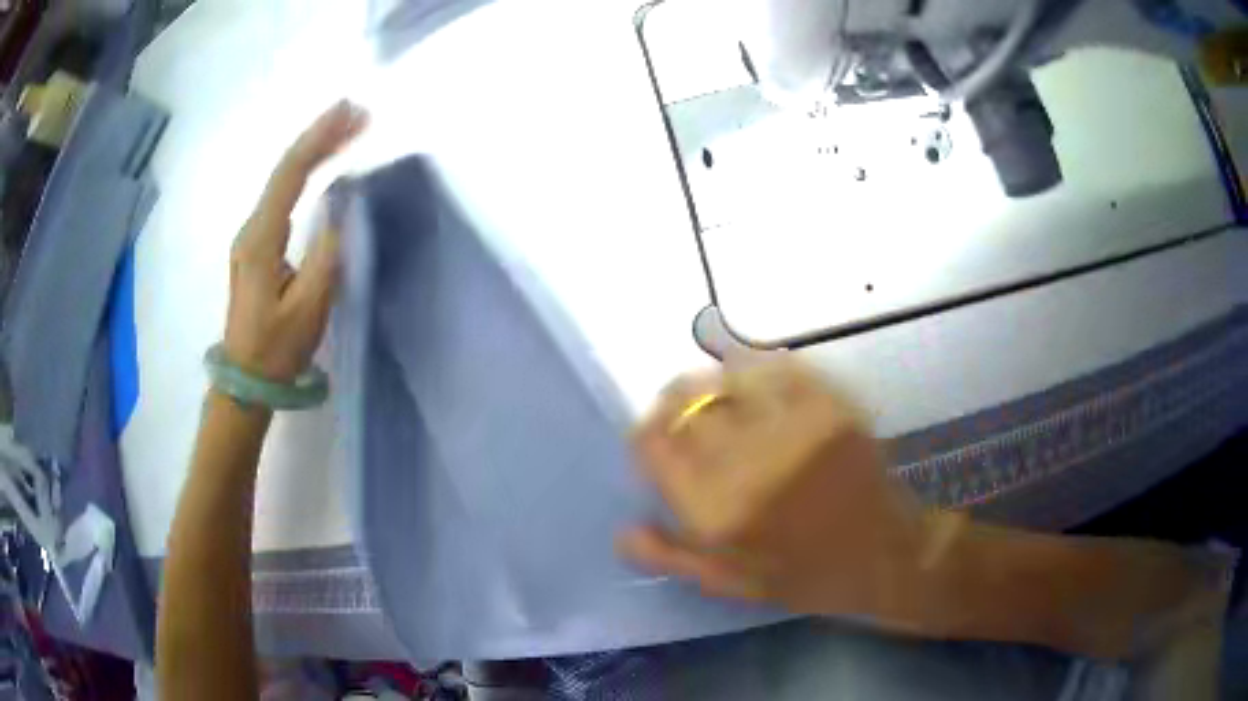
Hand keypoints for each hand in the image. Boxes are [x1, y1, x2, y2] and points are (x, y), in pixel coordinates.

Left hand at [223, 101, 368, 382]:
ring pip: (282, 181)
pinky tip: (321, 164)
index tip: (350, 112)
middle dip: (319, 136)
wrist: (245, 379)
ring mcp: (250, 236)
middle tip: (357, 112)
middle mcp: (251, 229)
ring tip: (346, 129)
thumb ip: (326, 254)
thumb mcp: (308, 308)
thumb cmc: (276, 348)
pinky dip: (305, 173)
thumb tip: (341, 206)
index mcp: (261, 241)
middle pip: (283, 170)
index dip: (319, 140)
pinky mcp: (256, 246)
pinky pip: (281, 197)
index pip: (289, 175)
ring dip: (314, 151)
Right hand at [620, 358, 931, 627]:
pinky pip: (778, 366)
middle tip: (682, 421)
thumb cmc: (803, 576)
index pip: (651, 443)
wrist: (883, 553)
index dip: (644, 438)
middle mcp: (745, 457)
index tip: (652, 446)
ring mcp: (791, 424)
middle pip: (683, 399)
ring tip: (718, 400)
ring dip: (711, 383)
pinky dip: (757, 368)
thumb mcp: (729, 583)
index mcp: (715, 507)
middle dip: (671, 407)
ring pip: (725, 374)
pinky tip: (758, 384)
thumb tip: (622, 528)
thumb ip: (671, 556)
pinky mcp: (827, 405)